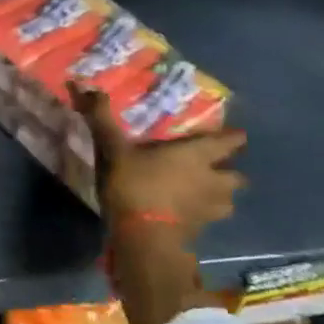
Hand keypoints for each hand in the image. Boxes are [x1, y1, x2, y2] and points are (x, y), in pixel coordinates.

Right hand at [71, 85, 246, 237]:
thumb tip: (86, 86)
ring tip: (205, 192)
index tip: (237, 135)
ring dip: (221, 195)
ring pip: (228, 200)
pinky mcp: (201, 229)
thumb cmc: (135, 185)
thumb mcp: (114, 149)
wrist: (144, 237)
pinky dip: (204, 213)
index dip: (233, 138)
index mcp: (196, 155)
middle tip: (214, 167)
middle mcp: (211, 180)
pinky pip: (210, 217)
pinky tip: (189, 212)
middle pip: (236, 176)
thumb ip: (102, 119)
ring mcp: (209, 208)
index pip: (227, 143)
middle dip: (229, 171)